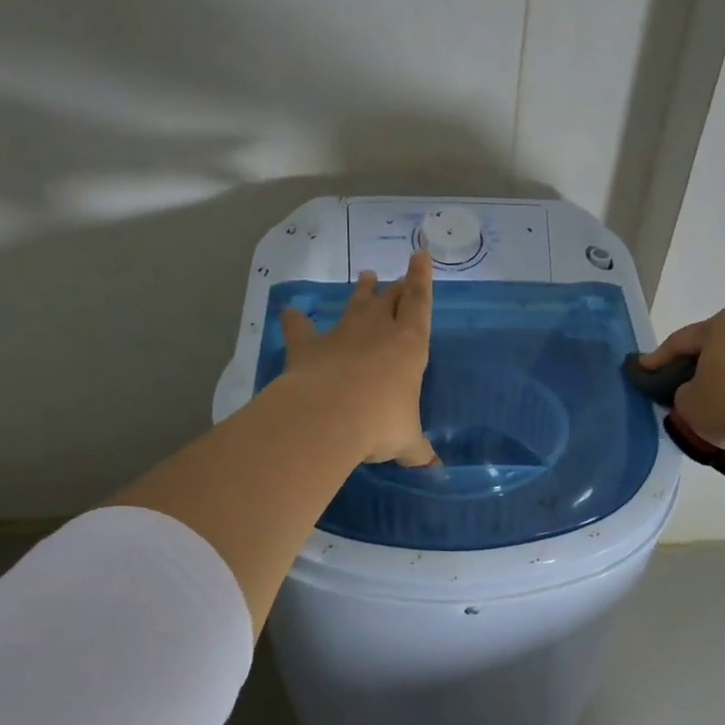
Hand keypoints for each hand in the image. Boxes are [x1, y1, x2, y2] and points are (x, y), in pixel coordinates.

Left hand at [281, 252, 437, 466]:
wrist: (329, 416)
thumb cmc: (382, 423)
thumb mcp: (407, 441)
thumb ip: (419, 451)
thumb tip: (434, 470)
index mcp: (410, 345)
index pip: (420, 303)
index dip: (422, 278)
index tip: (421, 254)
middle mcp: (378, 331)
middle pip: (390, 299)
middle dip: (397, 285)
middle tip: (399, 274)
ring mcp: (342, 335)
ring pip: (355, 305)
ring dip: (361, 291)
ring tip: (365, 275)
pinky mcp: (309, 347)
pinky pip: (301, 328)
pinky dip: (295, 320)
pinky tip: (289, 311)